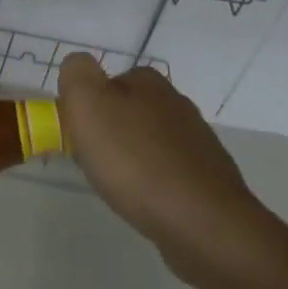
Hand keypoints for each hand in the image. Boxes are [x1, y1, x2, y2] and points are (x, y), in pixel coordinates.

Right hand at [58, 54, 262, 278]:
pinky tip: (148, 202)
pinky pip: (169, 171)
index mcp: (148, 82)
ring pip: (150, 142)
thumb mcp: (88, 105)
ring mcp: (198, 140)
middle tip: (95, 164)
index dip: (88, 109)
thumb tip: (78, 65)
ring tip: (120, 187)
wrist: (203, 223)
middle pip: (129, 112)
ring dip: (133, 159)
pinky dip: (155, 182)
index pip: (108, 83)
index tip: (80, 137)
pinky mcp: (210, 177)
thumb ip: (77, 74)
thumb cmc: (136, 160)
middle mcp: (177, 103)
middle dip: (110, 134)